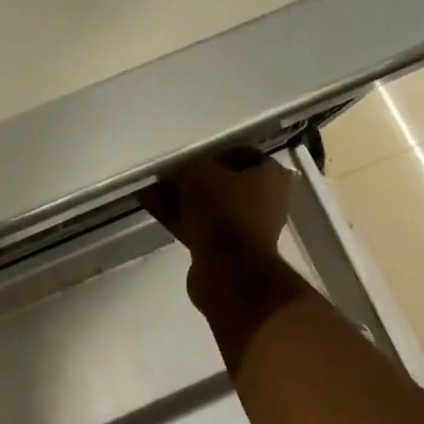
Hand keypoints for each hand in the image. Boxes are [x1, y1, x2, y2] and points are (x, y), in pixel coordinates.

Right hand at [141, 153, 304, 352]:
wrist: (229, 270)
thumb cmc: (223, 210)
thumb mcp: (200, 173)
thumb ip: (188, 166)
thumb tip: (176, 170)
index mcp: (271, 176)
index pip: (242, 154)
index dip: (213, 152)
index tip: (189, 155)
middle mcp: (264, 201)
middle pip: (224, 182)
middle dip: (193, 178)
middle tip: (167, 173)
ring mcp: (246, 228)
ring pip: (208, 205)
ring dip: (181, 197)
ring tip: (151, 187)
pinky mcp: (226, 250)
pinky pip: (199, 225)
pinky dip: (178, 216)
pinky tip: (152, 206)